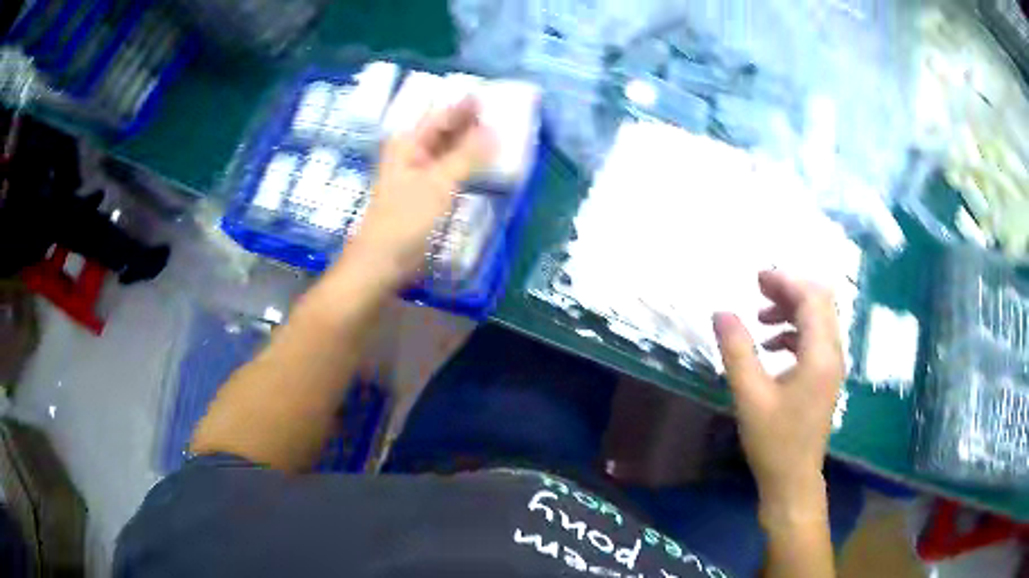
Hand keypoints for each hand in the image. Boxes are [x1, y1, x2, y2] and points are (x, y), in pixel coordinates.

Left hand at [348, 99, 493, 282]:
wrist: (382, 262)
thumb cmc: (404, 220)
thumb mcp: (438, 184)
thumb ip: (467, 156)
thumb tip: (494, 131)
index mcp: (409, 144)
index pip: (442, 116)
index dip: (466, 106)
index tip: (491, 95)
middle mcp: (412, 153)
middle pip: (445, 131)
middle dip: (471, 123)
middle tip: (502, 113)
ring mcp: (418, 174)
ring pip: (448, 151)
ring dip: (471, 144)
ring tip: (500, 134)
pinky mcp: (425, 194)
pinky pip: (450, 171)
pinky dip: (467, 165)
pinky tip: (484, 164)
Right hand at [713, 270, 844, 524]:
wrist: (793, 479)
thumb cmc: (773, 440)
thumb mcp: (749, 395)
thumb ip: (737, 350)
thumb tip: (721, 312)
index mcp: (820, 355)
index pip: (811, 298)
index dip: (786, 281)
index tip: (756, 279)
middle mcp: (833, 353)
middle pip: (820, 302)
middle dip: (790, 290)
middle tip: (758, 291)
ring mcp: (832, 366)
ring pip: (819, 319)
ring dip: (792, 310)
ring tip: (761, 317)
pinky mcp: (826, 377)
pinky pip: (816, 338)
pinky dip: (795, 331)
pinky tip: (772, 346)